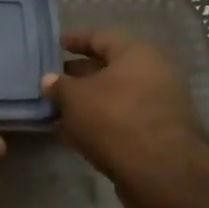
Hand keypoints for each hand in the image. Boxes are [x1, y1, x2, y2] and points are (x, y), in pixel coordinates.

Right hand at [39, 29, 208, 207]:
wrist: (159, 170)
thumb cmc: (114, 118)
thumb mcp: (75, 98)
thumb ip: (58, 86)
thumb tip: (48, 79)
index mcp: (135, 53)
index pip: (99, 37)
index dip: (74, 40)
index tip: (53, 44)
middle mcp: (151, 73)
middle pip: (107, 68)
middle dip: (77, 76)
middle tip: (49, 82)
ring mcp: (156, 105)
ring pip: (112, 97)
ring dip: (85, 103)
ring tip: (55, 110)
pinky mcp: (154, 134)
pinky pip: (119, 120)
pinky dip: (97, 123)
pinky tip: (72, 134)